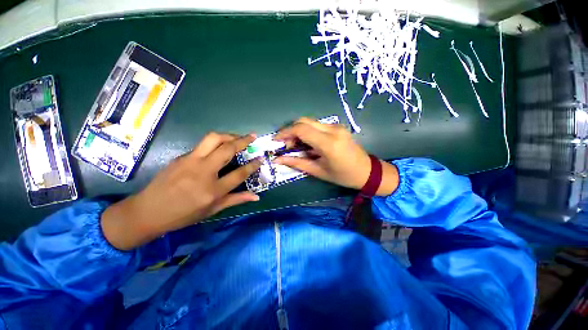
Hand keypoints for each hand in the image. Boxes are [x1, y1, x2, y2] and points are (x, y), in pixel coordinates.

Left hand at [101, 133, 261, 250]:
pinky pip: (202, 144)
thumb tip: (256, 197)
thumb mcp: (212, 210)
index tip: (261, 158)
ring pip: (213, 139)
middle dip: (243, 140)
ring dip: (228, 135)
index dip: (253, 165)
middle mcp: (204, 172)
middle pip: (227, 149)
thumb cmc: (183, 215)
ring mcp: (190, 161)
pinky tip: (218, 147)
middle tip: (252, 136)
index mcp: (213, 190)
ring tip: (237, 137)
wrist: (148, 211)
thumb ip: (236, 200)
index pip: (240, 173)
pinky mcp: (181, 156)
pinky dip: (215, 142)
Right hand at [274, 117, 398, 195]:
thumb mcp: (318, 171)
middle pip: (304, 121)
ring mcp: (336, 126)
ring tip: (295, 145)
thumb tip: (278, 159)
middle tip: (285, 145)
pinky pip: (317, 125)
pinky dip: (307, 132)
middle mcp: (332, 130)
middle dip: (290, 131)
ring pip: (309, 122)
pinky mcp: (337, 127)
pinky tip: (306, 143)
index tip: (275, 141)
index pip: (301, 129)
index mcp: (328, 143)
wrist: (366, 171)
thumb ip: (297, 163)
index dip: (285, 133)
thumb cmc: (342, 176)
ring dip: (298, 131)